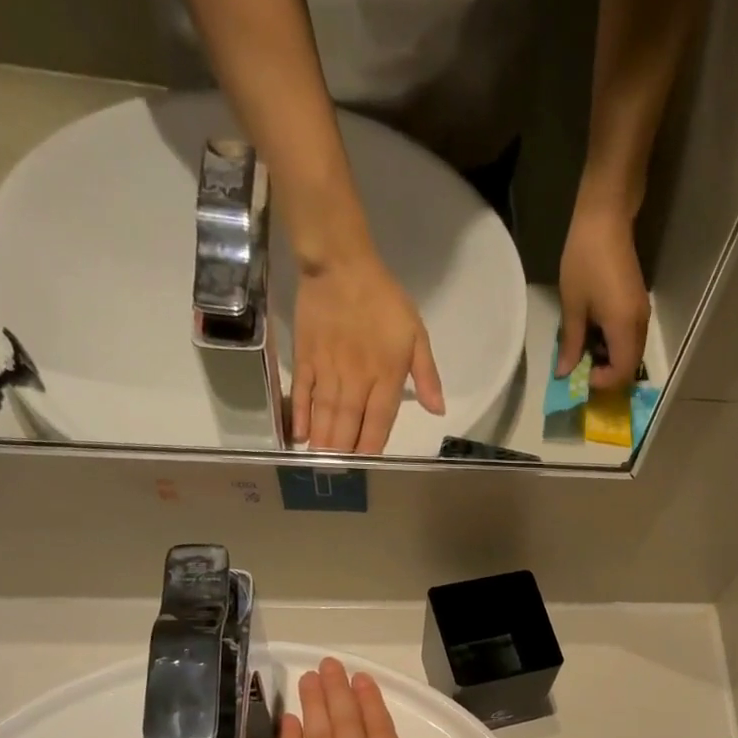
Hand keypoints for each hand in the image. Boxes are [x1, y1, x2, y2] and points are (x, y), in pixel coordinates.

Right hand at [292, 254, 446, 452]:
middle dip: (344, 451)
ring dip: (323, 440)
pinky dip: (300, 414)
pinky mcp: (306, 357)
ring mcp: (328, 369)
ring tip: (320, 463)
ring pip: (326, 413)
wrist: (341, 264)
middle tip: (339, 473)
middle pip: (349, 423)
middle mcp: (356, 379)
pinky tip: (300, 434)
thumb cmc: (383, 300)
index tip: (367, 465)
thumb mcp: (416, 334)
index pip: (379, 421)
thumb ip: (427, 375)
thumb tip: (438, 411)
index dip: (372, 445)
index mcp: (386, 376)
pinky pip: (303, 392)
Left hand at [556, 203, 649, 389]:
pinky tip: (596, 334)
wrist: (606, 217)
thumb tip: (564, 373)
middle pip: (630, 366)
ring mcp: (642, 314)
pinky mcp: (639, 305)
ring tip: (586, 349)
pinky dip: (615, 345)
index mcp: (624, 327)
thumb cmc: (585, 259)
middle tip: (582, 367)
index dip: (603, 382)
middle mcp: (639, 325)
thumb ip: (571, 343)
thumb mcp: (573, 305)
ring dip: (611, 360)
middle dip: (607, 374)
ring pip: (631, 353)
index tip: (582, 374)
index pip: (622, 373)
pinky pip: (631, 338)